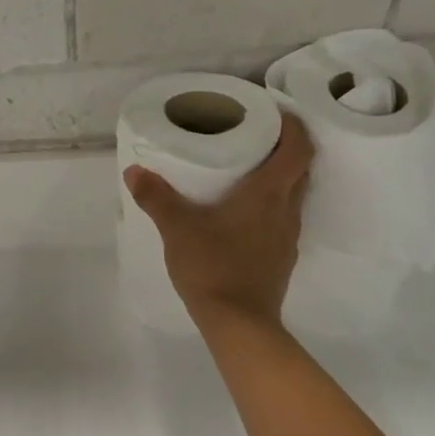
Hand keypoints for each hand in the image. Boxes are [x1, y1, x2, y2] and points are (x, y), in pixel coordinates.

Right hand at [125, 111, 314, 327]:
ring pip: (294, 195)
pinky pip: (282, 219)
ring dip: (280, 178)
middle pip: (300, 169)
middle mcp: (286, 210)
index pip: (298, 149)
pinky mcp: (281, 258)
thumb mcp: (177, 228)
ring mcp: (287, 237)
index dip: (294, 126)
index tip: (276, 112)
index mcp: (268, 194)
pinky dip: (270, 205)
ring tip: (248, 170)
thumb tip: (134, 170)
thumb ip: (156, 197)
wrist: (239, 323)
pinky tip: (243, 213)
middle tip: (257, 137)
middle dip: (285, 148)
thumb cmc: (212, 266)